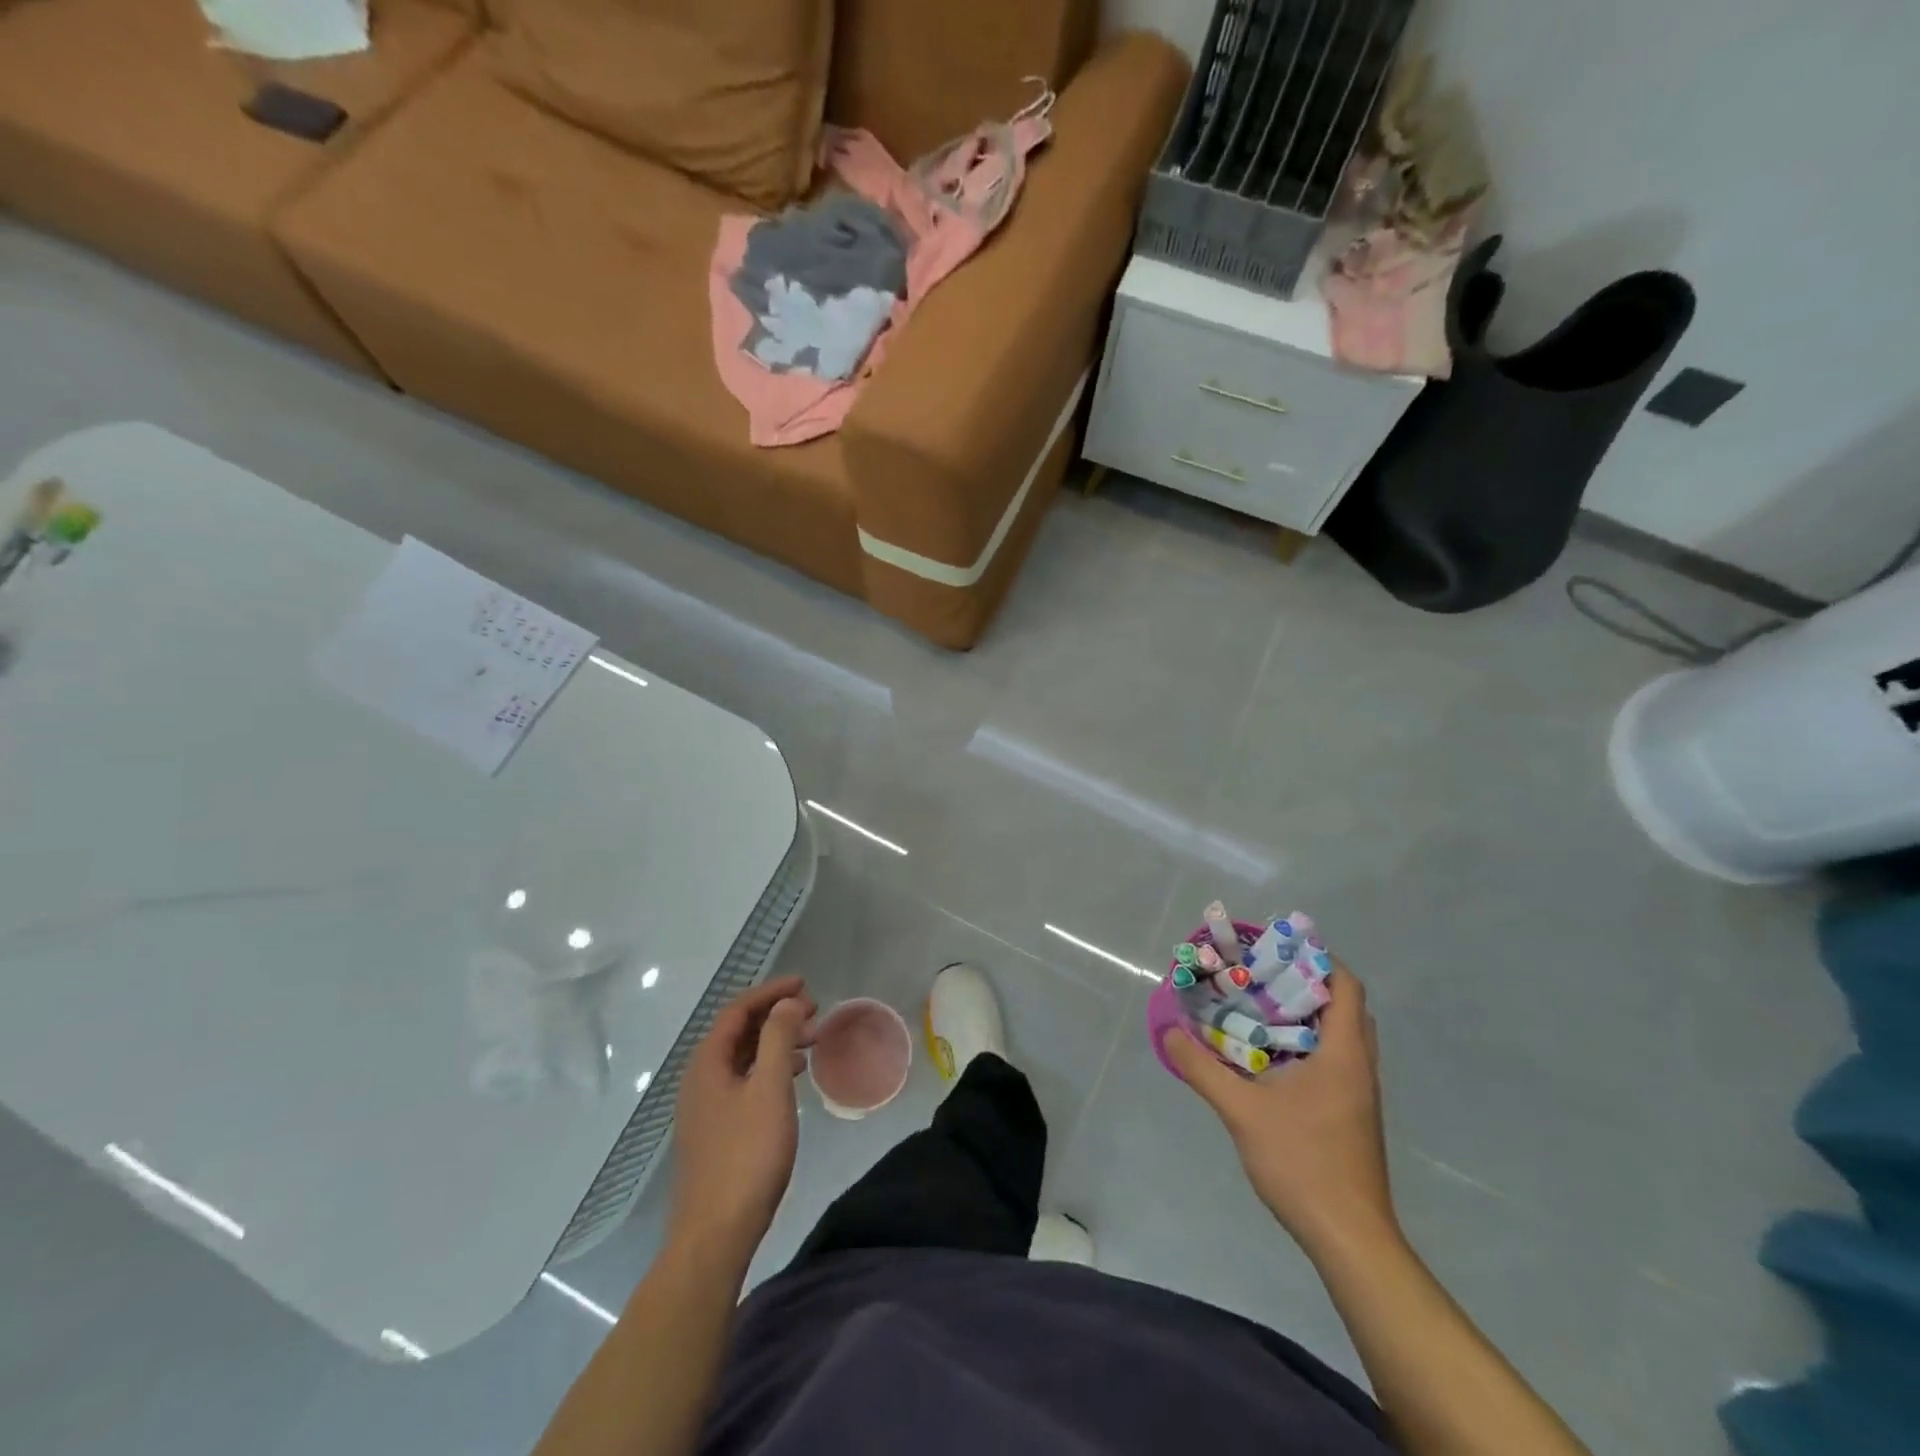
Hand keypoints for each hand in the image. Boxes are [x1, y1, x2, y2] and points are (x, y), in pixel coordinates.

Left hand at [667, 976, 815, 1270]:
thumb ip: (778, 1038)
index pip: (738, 1009)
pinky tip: (792, 1076)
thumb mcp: (769, 1088)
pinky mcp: (716, 1129)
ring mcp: (706, 1105)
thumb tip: (786, 1002)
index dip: (771, 991)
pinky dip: (769, 1067)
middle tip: (814, 1011)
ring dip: (776, 1041)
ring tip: (811, 1039)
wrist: (715, 1234)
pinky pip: (744, 1080)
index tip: (804, 984)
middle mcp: (700, 1077)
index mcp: (707, 1062)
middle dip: (776, 1015)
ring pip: (743, 1057)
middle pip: (739, 1031)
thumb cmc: (746, 1155)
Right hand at [1166, 968, 1398, 1263]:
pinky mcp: (1351, 1115)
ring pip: (1339, 1035)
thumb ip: (1202, 1068)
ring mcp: (1359, 1093)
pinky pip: (1333, 1060)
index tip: (1274, 951)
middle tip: (1260, 977)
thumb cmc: (1303, 1163)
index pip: (1346, 986)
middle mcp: (1358, 1066)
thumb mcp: (1242, 1111)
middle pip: (1343, 1006)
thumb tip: (1169, 1031)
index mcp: (1344, 1054)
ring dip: (1304, 1016)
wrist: (1349, 1237)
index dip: (1316, 959)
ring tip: (1257, 1009)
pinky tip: (1267, 1059)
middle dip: (1304, 984)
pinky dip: (1304, 1045)